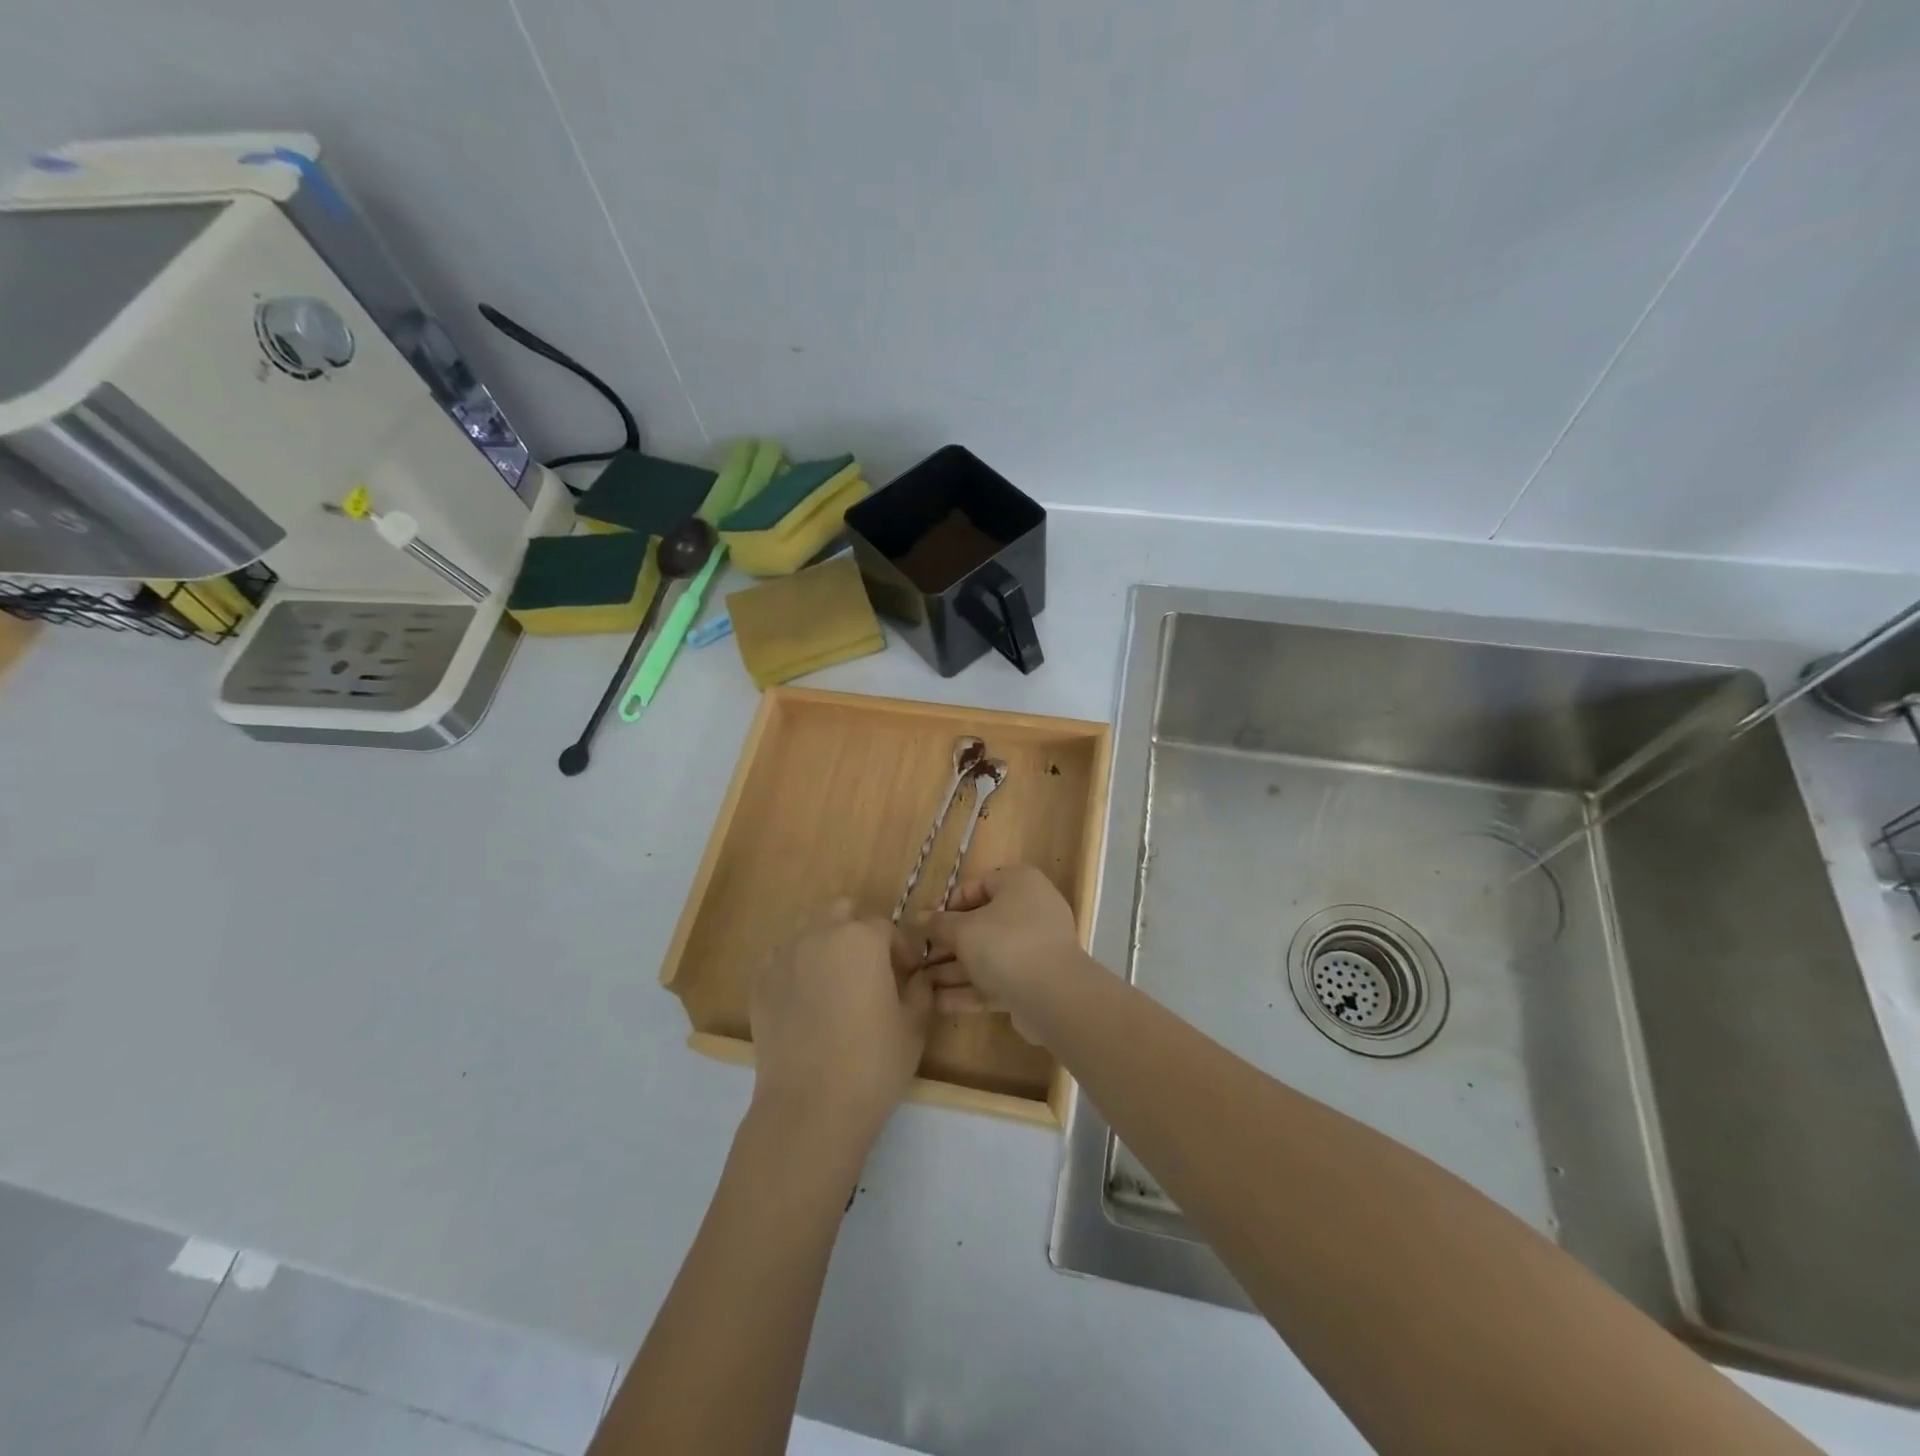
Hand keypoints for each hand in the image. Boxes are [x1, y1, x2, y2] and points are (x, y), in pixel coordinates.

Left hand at [748, 900, 931, 1146]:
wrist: (810, 1107)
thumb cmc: (873, 1064)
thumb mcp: (914, 1026)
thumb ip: (920, 991)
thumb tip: (918, 977)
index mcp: (863, 938)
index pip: (886, 928)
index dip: (900, 951)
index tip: (906, 976)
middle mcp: (820, 935)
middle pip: (842, 913)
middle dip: (858, 933)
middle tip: (869, 971)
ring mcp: (784, 956)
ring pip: (808, 931)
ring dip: (825, 944)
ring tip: (834, 982)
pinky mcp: (759, 982)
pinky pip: (779, 959)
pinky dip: (793, 968)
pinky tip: (803, 999)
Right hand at [916, 865, 1085, 1020]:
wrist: (1053, 995)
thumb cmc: (1005, 944)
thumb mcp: (963, 930)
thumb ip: (937, 924)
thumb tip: (916, 917)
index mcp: (1019, 884)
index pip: (978, 885)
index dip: (949, 905)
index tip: (927, 925)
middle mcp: (1031, 910)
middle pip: (981, 923)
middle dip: (948, 944)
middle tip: (919, 959)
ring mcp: (1035, 948)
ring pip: (988, 955)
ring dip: (954, 970)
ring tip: (920, 985)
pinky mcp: (1035, 981)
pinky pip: (998, 980)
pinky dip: (971, 990)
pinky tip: (939, 1004)